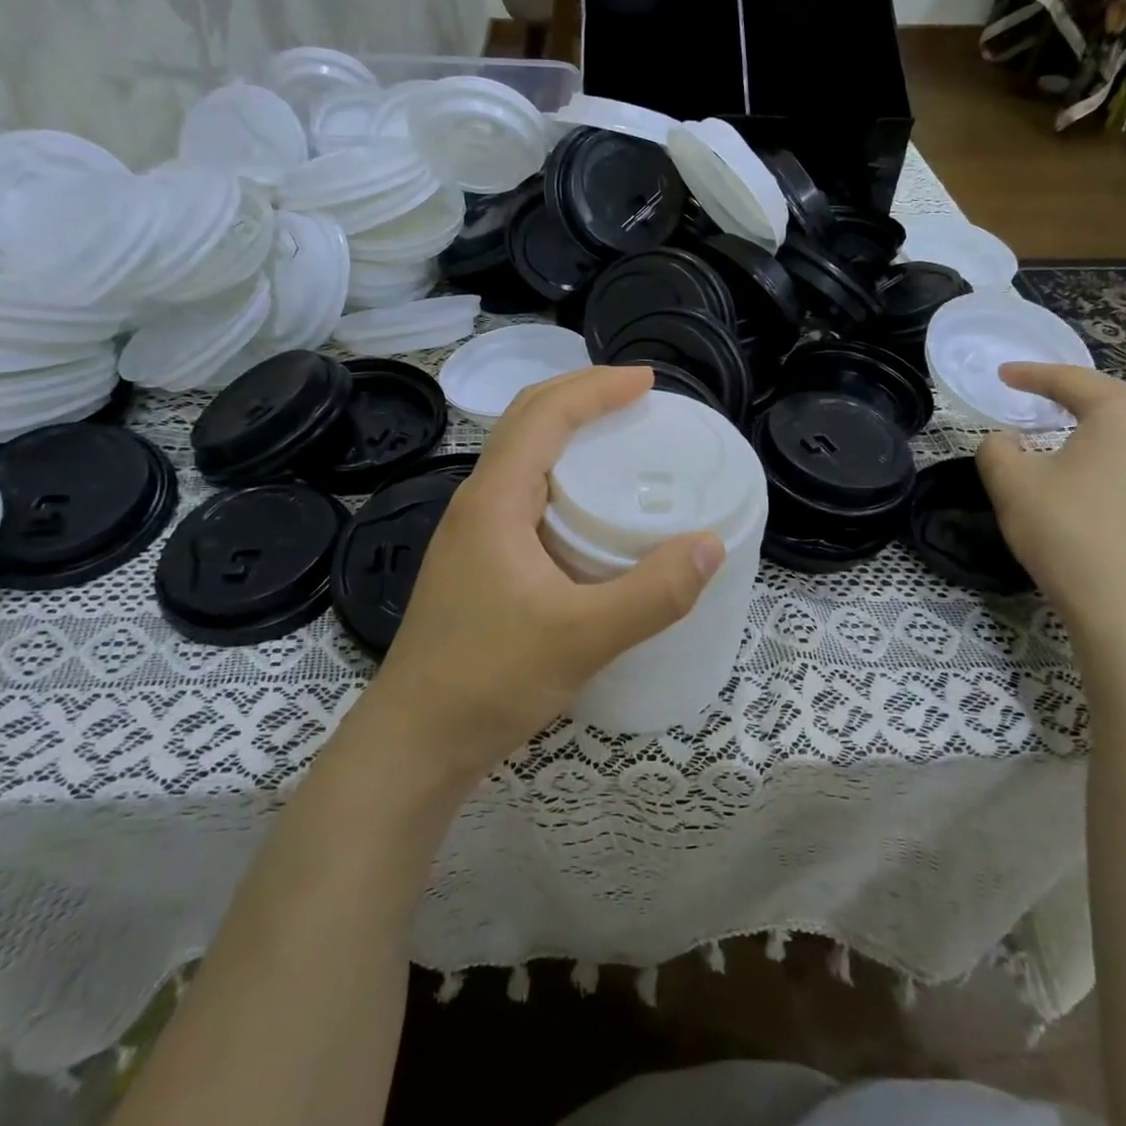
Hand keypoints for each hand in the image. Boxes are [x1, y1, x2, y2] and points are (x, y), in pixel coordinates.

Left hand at [368, 367, 723, 772]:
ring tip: (616, 436)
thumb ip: (652, 594)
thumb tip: (710, 544)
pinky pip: (521, 490)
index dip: (596, 387)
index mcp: (495, 500)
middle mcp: (477, 502)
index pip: (544, 414)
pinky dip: (558, 470)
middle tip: (636, 397)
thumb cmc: (490, 680)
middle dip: (580, 394)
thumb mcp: (583, 638)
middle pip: (526, 419)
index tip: (647, 382)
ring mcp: (471, 532)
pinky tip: (585, 505)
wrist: (414, 742)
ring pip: (520, 454)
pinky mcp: (476, 560)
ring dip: (565, 429)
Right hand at [975, 363, 1125, 634]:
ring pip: (1124, 426)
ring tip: (1059, 420)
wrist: (1125, 606)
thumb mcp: (1012, 482)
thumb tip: (1006, 441)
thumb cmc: (1066, 530)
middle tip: (1030, 390)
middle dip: (1066, 390)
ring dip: (1089, 418)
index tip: (1001, 374)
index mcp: (1121, 414)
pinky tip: (1084, 463)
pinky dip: (1103, 446)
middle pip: (1106, 396)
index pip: (1070, 380)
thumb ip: (996, 448)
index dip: (1031, 374)